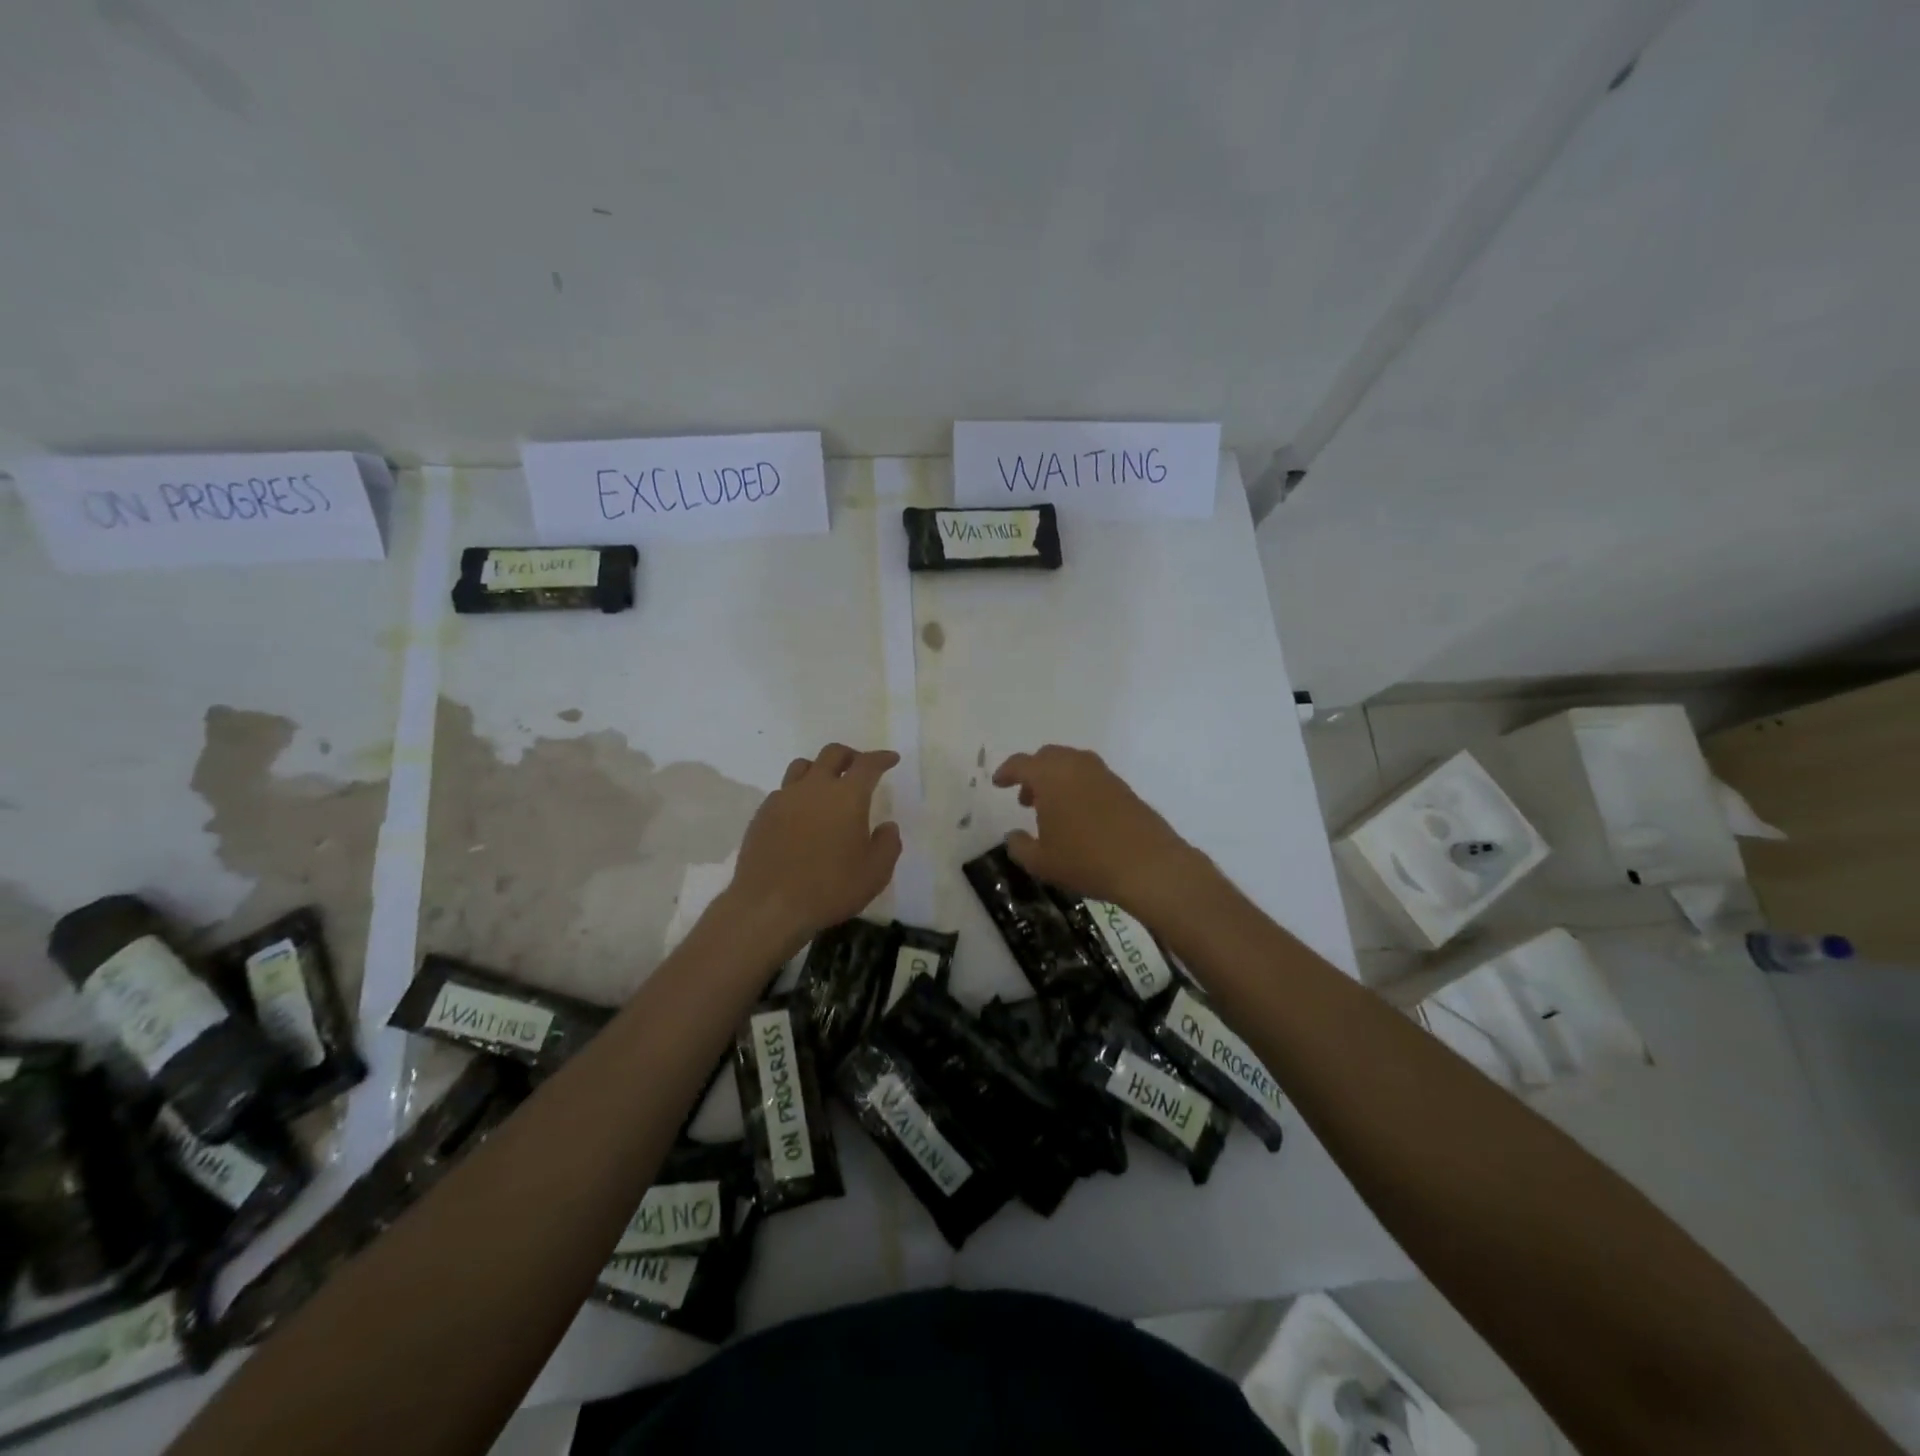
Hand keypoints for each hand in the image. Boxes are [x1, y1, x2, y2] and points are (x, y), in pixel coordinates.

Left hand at [726, 744, 901, 944]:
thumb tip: (887, 826)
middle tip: (859, 767)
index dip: (881, 758)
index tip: (891, 759)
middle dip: (850, 755)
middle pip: (832, 753)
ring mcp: (784, 798)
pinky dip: (798, 794)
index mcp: (847, 796)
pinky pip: (783, 791)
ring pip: (803, 766)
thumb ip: (888, 844)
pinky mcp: (762, 814)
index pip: (867, 764)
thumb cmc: (830, 888)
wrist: (769, 906)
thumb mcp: (875, 873)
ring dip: (819, 769)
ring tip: (826, 786)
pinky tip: (801, 815)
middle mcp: (814, 787)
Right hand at [992, 745, 1203, 914]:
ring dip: (1057, 779)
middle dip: (1033, 773)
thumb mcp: (1041, 861)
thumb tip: (1013, 835)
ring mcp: (1103, 774)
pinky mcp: (1123, 787)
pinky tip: (1080, 816)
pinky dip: (1078, 787)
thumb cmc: (1086, 860)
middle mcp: (1076, 765)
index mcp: (1050, 775)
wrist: (1148, 865)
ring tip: (1053, 810)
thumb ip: (1019, 846)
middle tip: (1026, 799)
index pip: (1021, 763)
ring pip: (1072, 764)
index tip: (999, 783)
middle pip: (1048, 757)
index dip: (1006, 772)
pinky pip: (1091, 777)